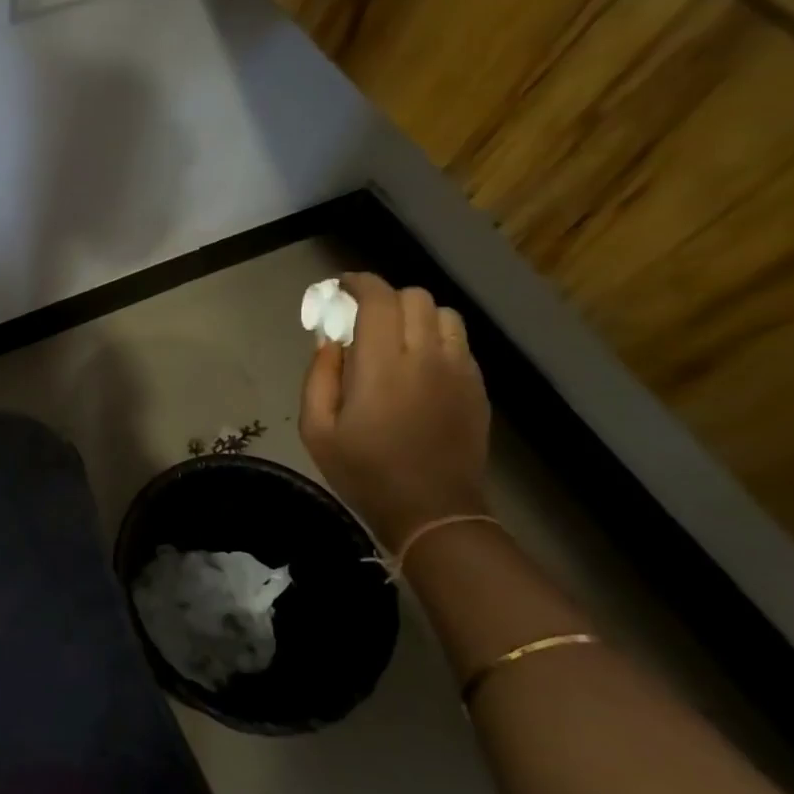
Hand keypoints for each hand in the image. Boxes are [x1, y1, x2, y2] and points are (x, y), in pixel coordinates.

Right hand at [299, 273, 490, 551]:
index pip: (378, 300)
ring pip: (442, 313)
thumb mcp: (317, 430)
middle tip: (362, 319)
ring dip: (414, 315)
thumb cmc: (363, 471)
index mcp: (382, 366)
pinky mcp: (477, 385)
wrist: (432, 510)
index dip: (358, 283)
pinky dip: (436, 336)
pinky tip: (418, 362)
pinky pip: (459, 340)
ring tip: (394, 337)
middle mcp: (426, 356)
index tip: (340, 288)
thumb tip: (329, 339)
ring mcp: (459, 369)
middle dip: (384, 298)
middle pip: (413, 297)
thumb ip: (318, 377)